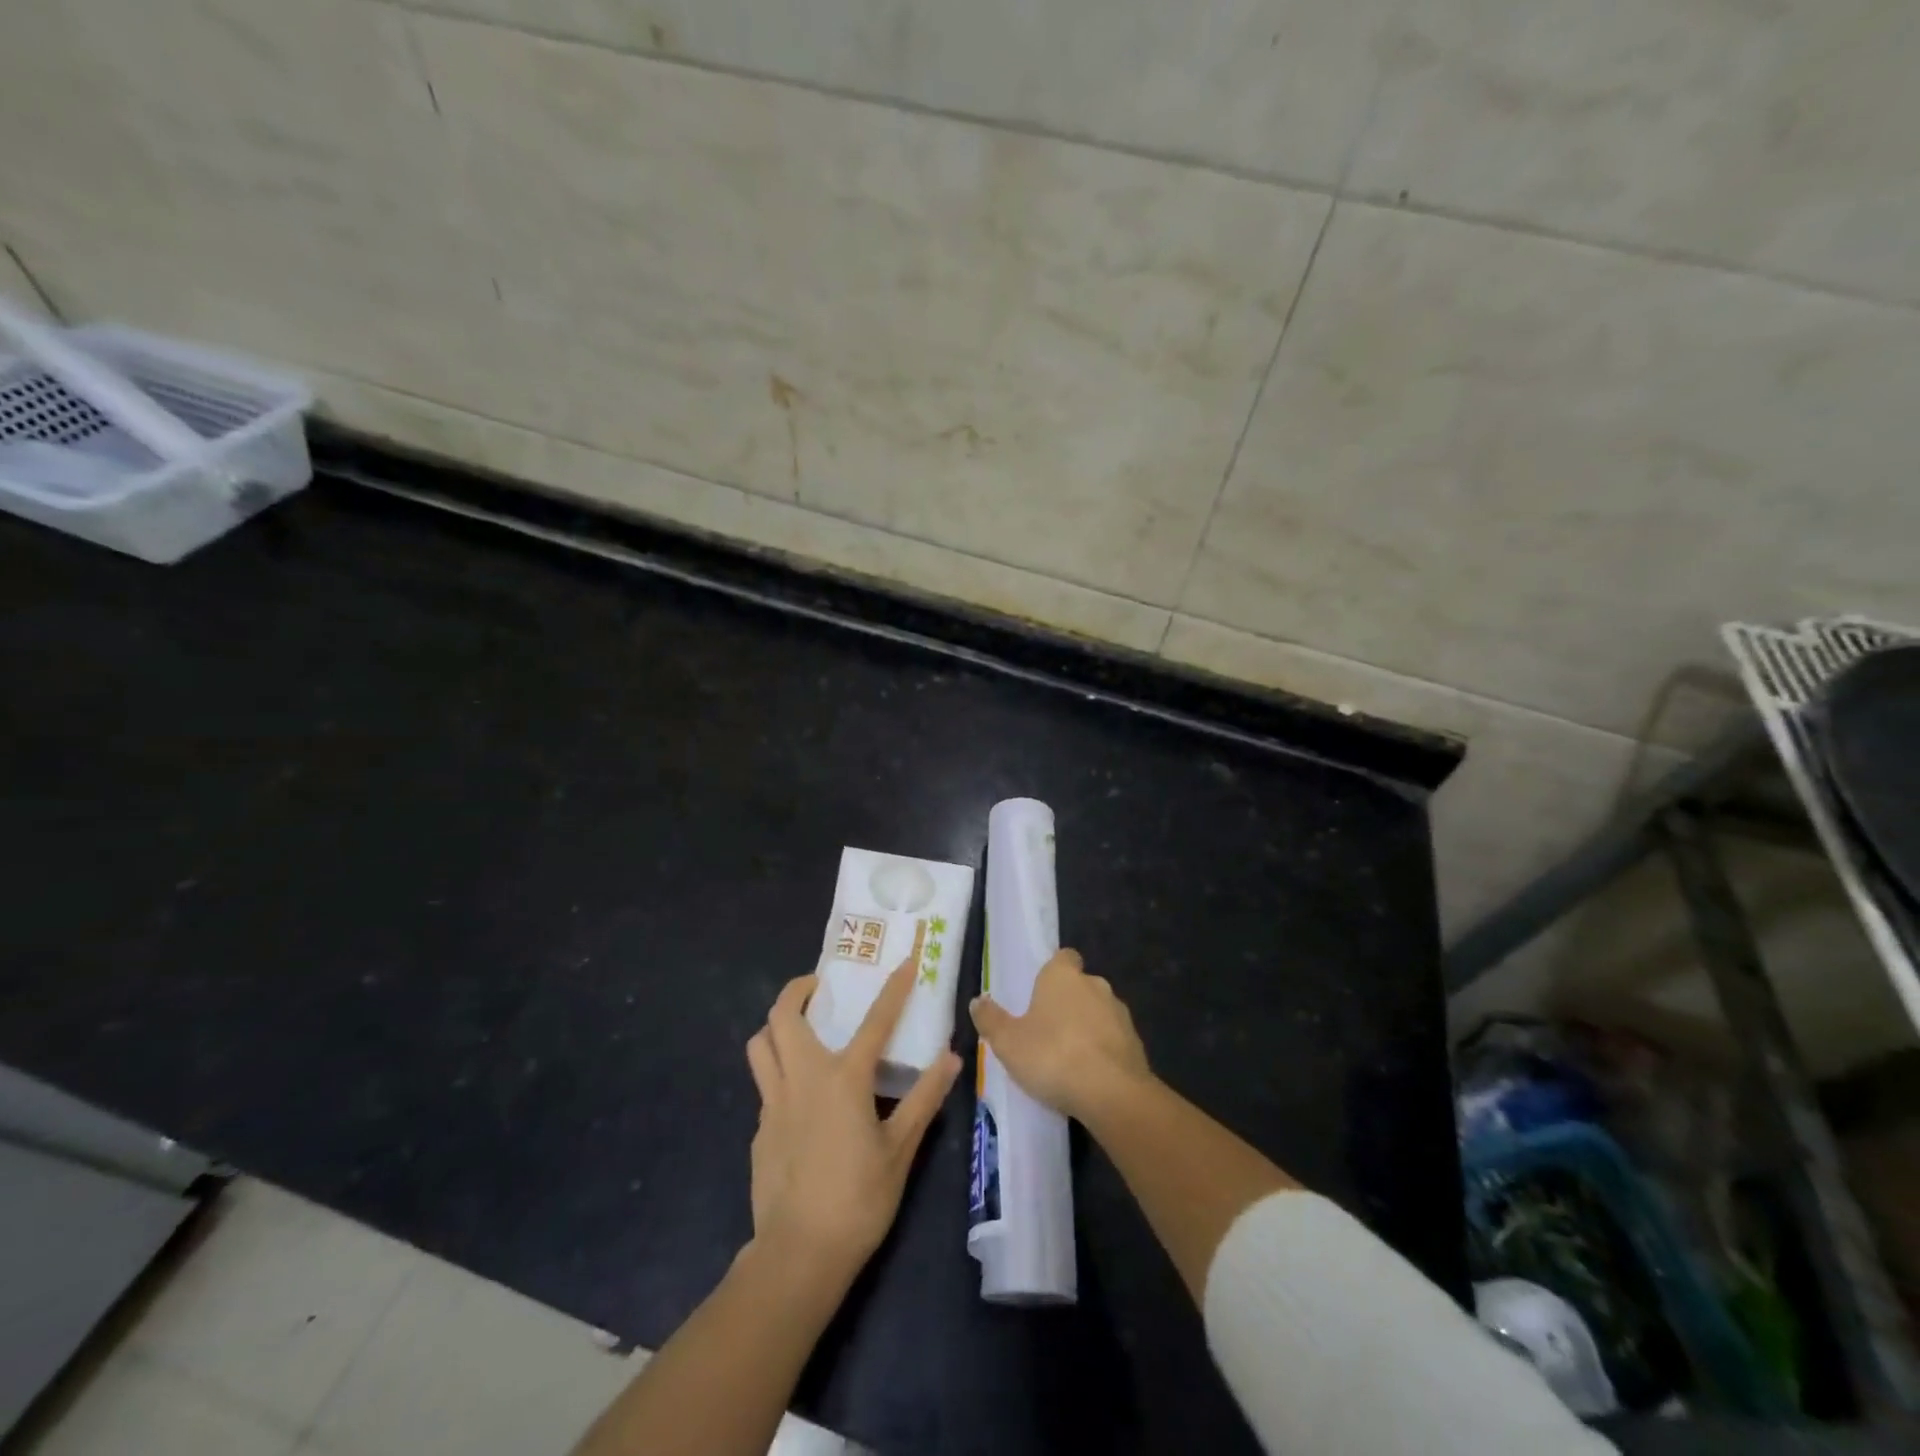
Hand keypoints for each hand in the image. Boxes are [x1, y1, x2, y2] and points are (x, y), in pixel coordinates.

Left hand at [744, 960, 961, 1281]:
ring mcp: (775, 1103)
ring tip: (798, 1030)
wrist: (799, 1254)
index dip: (894, 989)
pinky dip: (778, 1074)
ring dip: (776, 1027)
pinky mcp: (760, 1129)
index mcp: (844, 1078)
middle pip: (783, 1016)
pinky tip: (799, 1099)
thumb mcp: (901, 1149)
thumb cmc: (858, 1199)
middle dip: (796, 990)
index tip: (905, 963)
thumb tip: (951, 1058)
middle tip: (817, 988)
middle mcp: (803, 1078)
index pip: (875, 1020)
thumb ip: (924, 1099)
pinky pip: (764, 1085)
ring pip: (760, 1045)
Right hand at [969, 948, 1151, 1123]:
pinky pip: (1114, 1039)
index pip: (1064, 957)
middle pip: (1080, 985)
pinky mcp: (1136, 1042)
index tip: (1041, 993)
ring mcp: (1119, 1012)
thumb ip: (991, 1019)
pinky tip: (1090, 1075)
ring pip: (1099, 1012)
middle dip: (1068, 1003)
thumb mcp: (1008, 1042)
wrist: (1111, 1092)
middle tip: (1047, 1030)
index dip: (1054, 971)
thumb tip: (978, 1000)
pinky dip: (1104, 1050)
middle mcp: (1095, 984)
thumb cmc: (1052, 1055)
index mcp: (1063, 975)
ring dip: (1087, 1027)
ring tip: (1068, 1057)